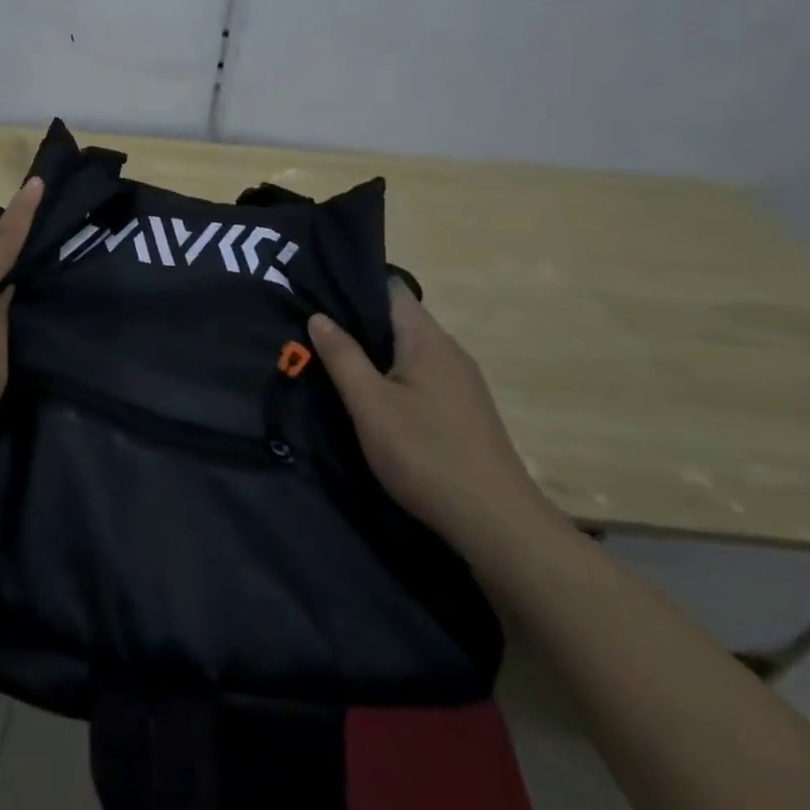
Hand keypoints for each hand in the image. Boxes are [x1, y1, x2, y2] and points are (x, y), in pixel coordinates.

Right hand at [309, 281, 557, 554]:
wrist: (497, 524)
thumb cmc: (425, 453)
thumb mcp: (370, 404)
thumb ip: (342, 356)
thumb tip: (318, 316)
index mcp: (427, 339)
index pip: (390, 289)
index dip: (354, 284)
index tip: (316, 290)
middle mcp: (449, 351)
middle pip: (399, 320)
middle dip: (357, 321)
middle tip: (312, 326)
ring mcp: (461, 383)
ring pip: (409, 351)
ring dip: (374, 352)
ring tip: (333, 358)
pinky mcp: (464, 412)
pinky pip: (420, 377)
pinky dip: (393, 376)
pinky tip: (372, 396)